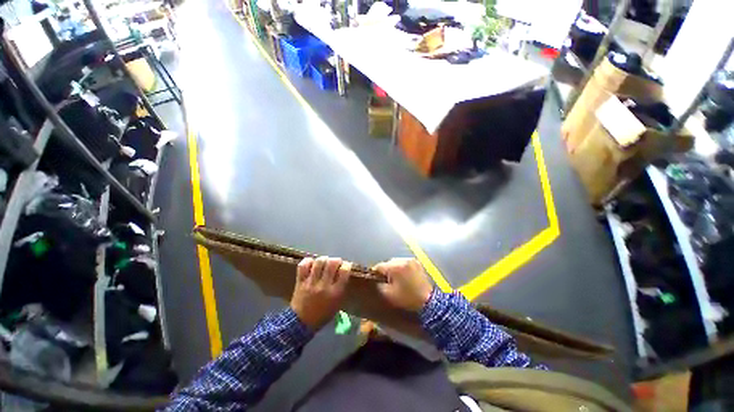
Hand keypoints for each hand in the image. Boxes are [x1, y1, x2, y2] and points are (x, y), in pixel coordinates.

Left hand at [290, 256, 350, 329]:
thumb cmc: (323, 314)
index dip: (346, 265)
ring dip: (323, 260)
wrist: (301, 323)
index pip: (344, 271)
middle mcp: (324, 285)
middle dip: (336, 260)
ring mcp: (311, 282)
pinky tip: (312, 264)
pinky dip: (308, 261)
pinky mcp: (300, 281)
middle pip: (332, 263)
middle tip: (335, 263)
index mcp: (335, 292)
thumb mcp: (337, 303)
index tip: (345, 266)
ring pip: (319, 262)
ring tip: (324, 263)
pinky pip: (303, 265)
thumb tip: (343, 271)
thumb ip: (341, 286)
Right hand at [373, 258, 433, 311]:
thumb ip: (378, 285)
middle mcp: (403, 259)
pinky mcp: (417, 262)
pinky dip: (402, 268)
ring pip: (396, 262)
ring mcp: (411, 260)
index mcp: (396, 266)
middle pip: (388, 263)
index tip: (376, 281)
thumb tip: (374, 279)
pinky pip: (404, 263)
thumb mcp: (389, 295)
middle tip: (387, 282)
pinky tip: (404, 277)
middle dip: (386, 271)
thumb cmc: (407, 299)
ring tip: (396, 280)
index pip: (379, 266)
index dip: (376, 274)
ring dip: (394, 269)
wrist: (429, 302)